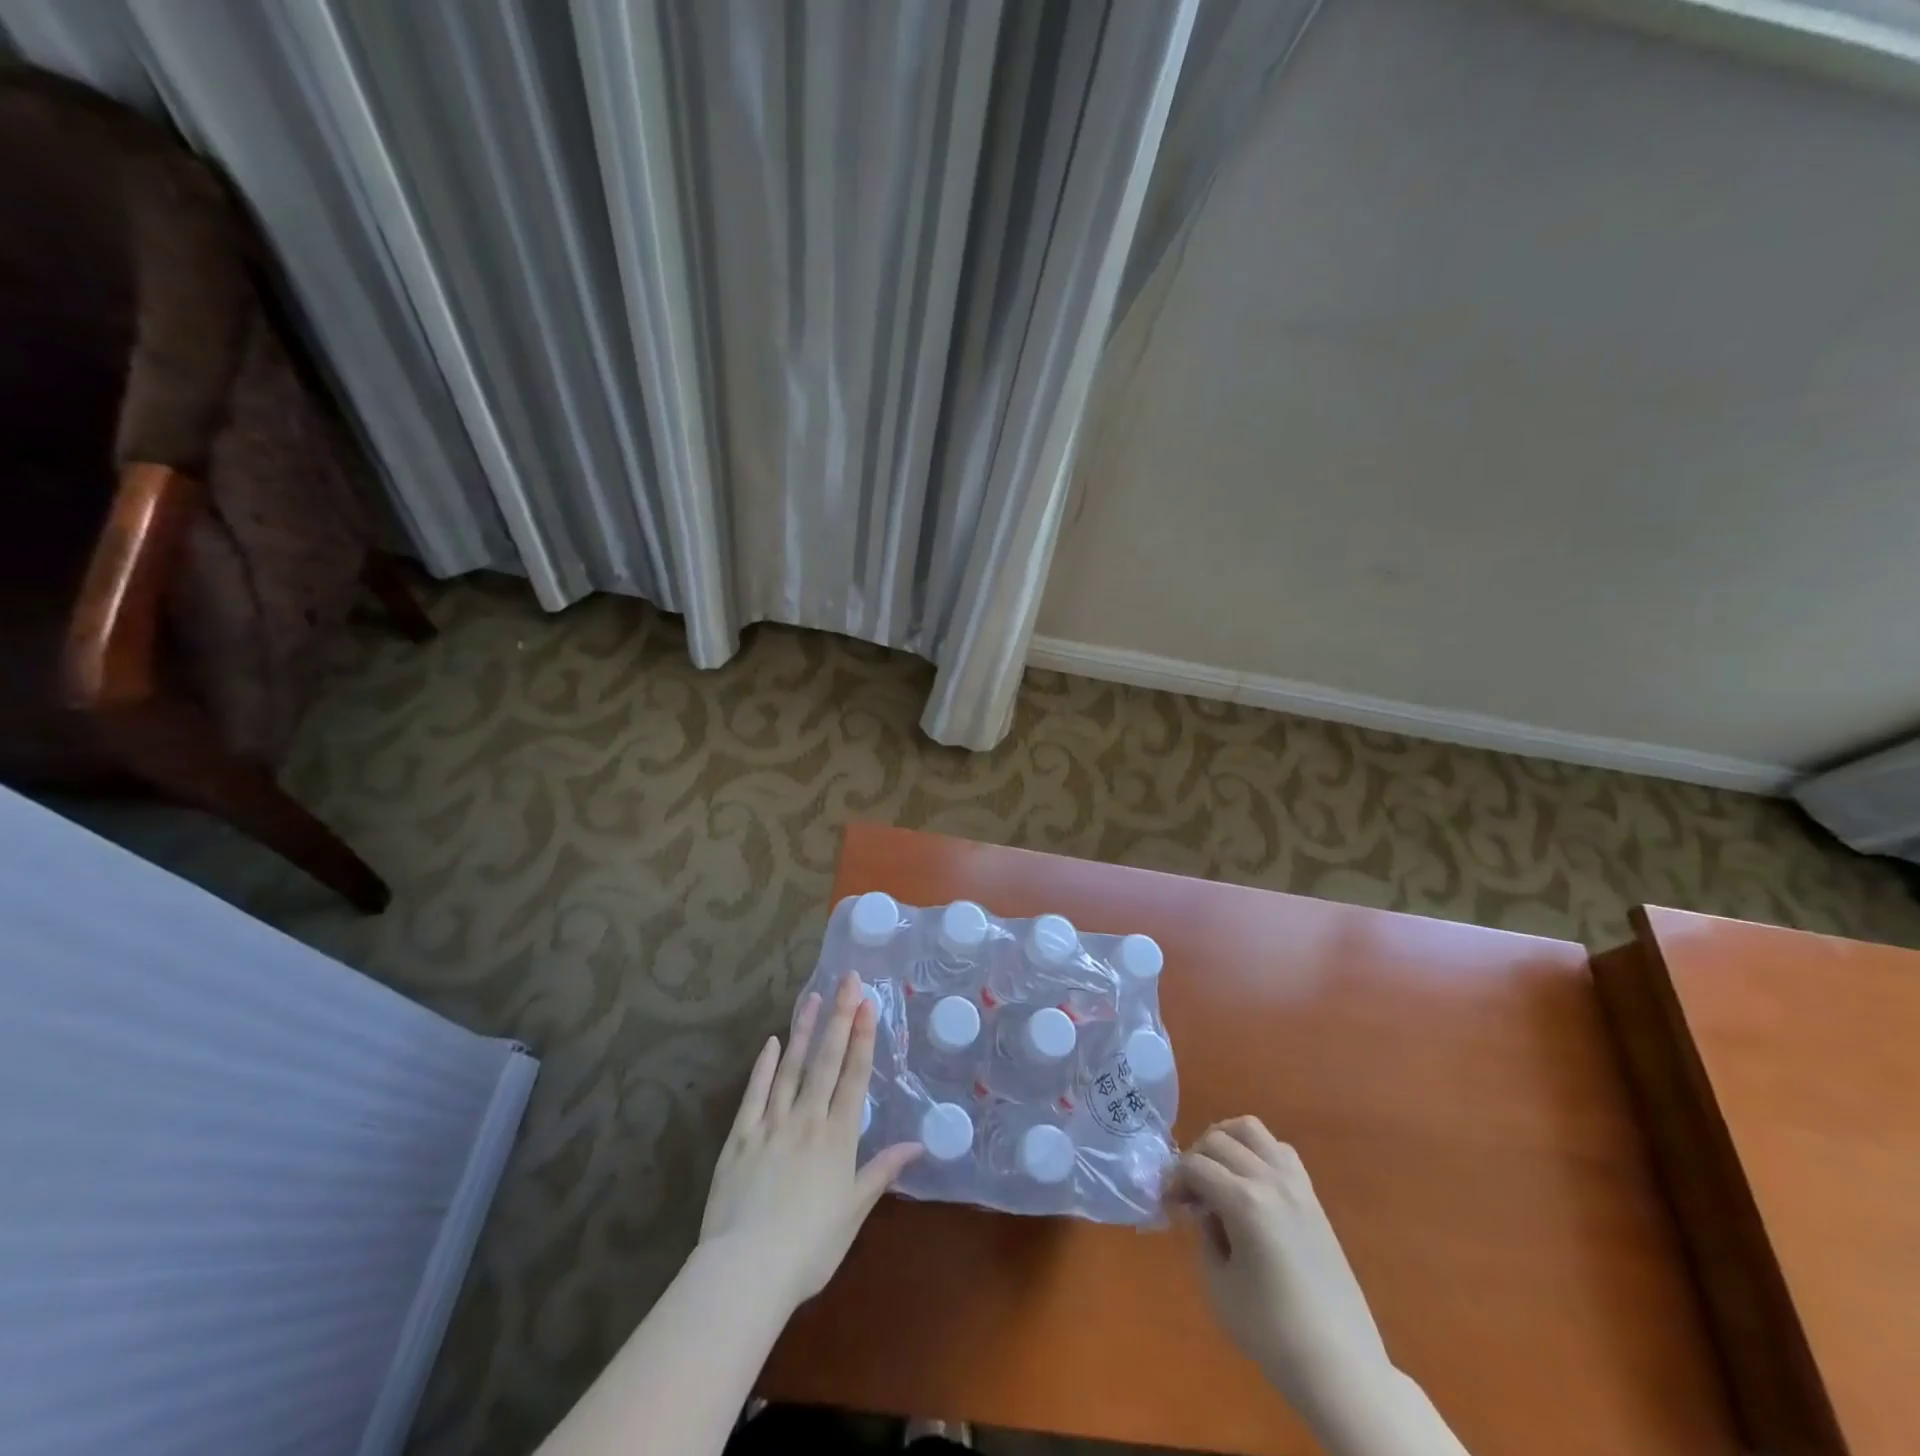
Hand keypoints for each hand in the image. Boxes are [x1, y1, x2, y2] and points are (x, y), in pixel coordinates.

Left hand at [699, 972, 921, 1313]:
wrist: (746, 1270)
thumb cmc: (809, 1248)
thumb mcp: (853, 1211)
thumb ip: (882, 1171)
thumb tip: (918, 1144)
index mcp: (837, 1137)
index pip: (854, 1075)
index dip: (863, 1037)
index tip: (868, 1003)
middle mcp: (807, 1119)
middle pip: (826, 1060)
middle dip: (840, 1018)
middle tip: (848, 980)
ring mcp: (771, 1124)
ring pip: (790, 1068)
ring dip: (804, 1031)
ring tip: (813, 998)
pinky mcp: (740, 1137)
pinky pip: (754, 1094)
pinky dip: (763, 1067)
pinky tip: (770, 1043)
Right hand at [1168, 1118, 1389, 1411]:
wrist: (1340, 1367)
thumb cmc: (1271, 1333)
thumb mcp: (1218, 1285)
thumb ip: (1204, 1235)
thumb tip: (1203, 1210)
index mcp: (1244, 1202)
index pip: (1194, 1166)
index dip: (1173, 1180)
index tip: (1168, 1205)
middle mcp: (1270, 1180)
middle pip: (1218, 1140)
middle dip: (1194, 1159)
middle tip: (1188, 1195)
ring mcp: (1296, 1185)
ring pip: (1251, 1130)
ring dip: (1225, 1141)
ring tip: (1215, 1173)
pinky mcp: (1313, 1197)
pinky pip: (1279, 1150)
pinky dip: (1256, 1152)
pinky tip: (1249, 1183)